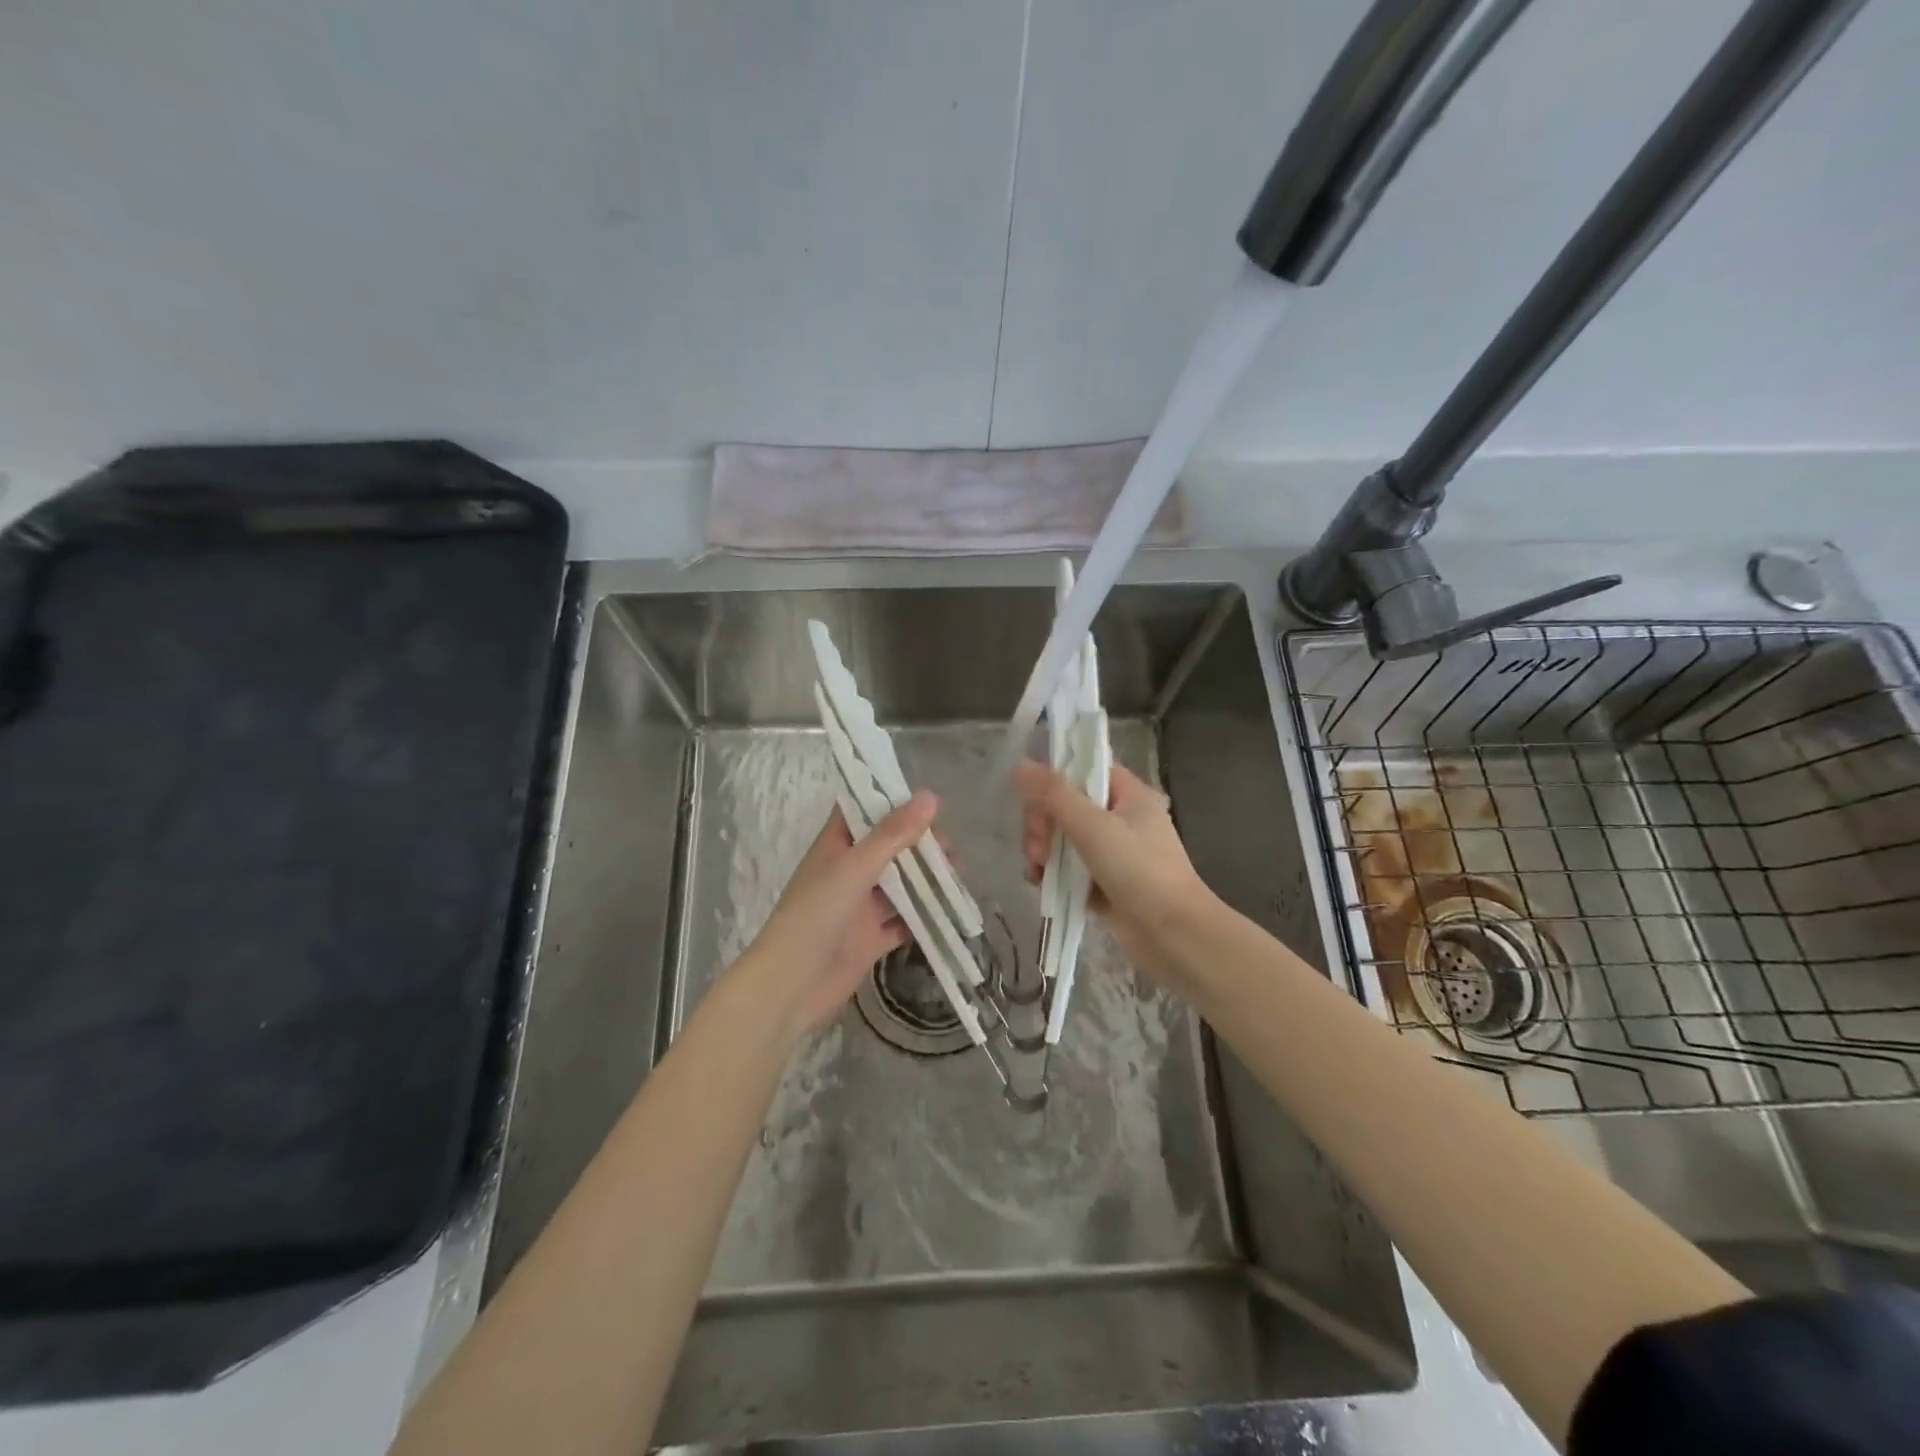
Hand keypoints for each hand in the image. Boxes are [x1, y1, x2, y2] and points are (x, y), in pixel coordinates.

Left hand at [732, 792, 939, 1042]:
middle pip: (887, 848)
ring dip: (926, 878)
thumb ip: (893, 834)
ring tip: (958, 871)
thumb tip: (930, 796)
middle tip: (950, 844)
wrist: (791, 986)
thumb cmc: (816, 914)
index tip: (926, 799)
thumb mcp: (856, 867)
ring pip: (899, 885)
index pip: (861, 812)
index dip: (889, 801)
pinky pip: (903, 922)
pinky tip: (951, 909)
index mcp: (835, 847)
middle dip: (918, 843)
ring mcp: (859, 908)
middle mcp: (847, 873)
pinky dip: (924, 916)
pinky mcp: (870, 940)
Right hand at [1015, 759, 1217, 992]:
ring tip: (1037, 872)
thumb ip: (1053, 794)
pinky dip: (1052, 873)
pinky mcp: (1103, 882)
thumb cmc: (1138, 870)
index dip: (1054, 779)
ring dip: (1043, 850)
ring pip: (1063, 837)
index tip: (1033, 800)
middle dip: (1043, 824)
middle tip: (1037, 849)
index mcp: (1128, 794)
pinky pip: (1068, 867)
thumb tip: (1019, 764)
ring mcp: (1112, 852)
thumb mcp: (1092, 826)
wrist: (1172, 934)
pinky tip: (1040, 884)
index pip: (1083, 769)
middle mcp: (1121, 817)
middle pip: (1066, 804)